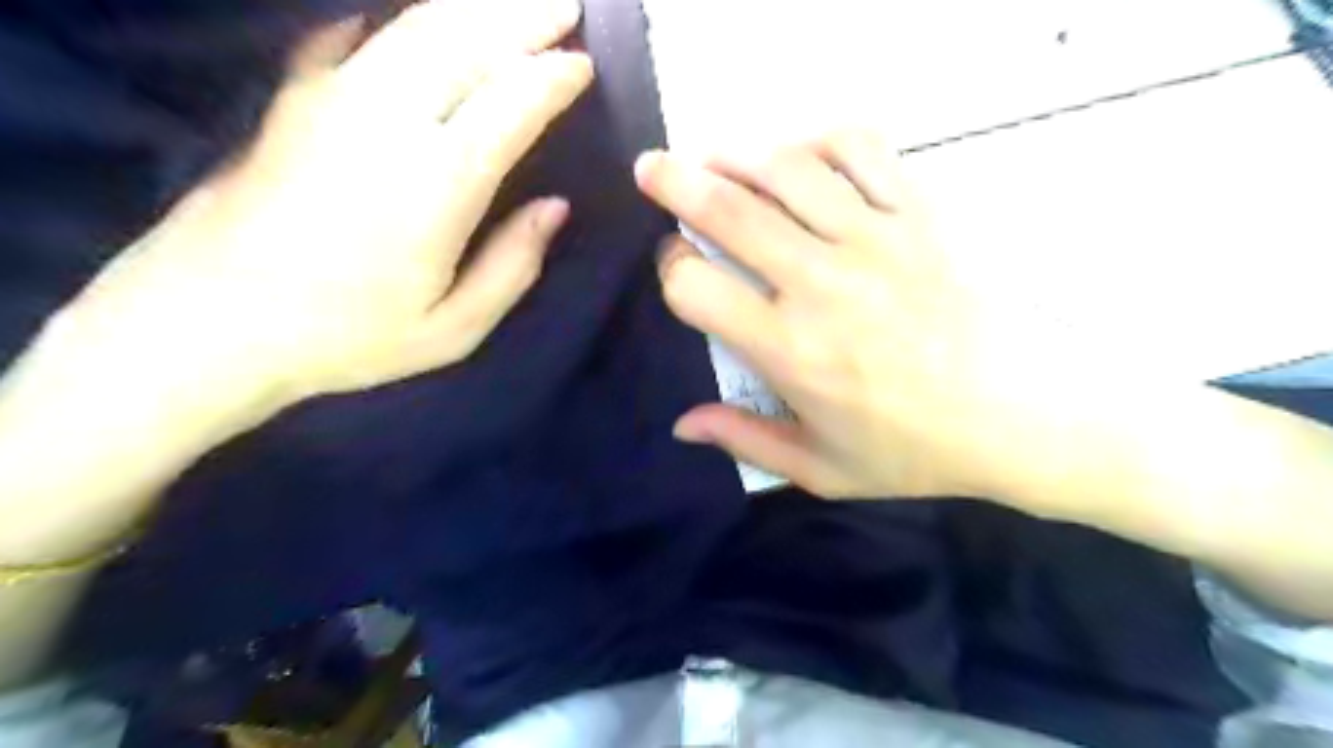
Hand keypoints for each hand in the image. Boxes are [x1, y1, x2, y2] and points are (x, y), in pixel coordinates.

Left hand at [44, 0, 594, 425]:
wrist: (206, 324)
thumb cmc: (345, 337)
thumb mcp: (452, 329)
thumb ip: (513, 266)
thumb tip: (554, 207)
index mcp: (436, 183)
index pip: (510, 102)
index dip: (553, 76)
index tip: (585, 65)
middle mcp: (386, 120)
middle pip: (463, 40)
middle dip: (521, 15)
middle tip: (565, 4)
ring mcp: (331, 99)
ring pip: (413, 26)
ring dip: (470, 7)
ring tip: (511, 2)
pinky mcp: (292, 98)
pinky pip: (352, 38)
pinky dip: (394, 22)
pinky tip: (410, 22)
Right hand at [635, 132, 1064, 498]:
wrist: (1029, 416)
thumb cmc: (919, 450)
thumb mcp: (823, 470)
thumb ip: (746, 441)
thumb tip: (682, 424)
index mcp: (788, 349)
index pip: (695, 285)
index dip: (671, 267)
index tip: (675, 264)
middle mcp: (820, 283)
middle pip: (728, 209)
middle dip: (675, 181)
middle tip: (651, 167)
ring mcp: (874, 239)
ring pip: (786, 168)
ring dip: (738, 155)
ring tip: (717, 156)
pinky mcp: (921, 214)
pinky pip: (862, 150)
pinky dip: (822, 140)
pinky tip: (804, 154)